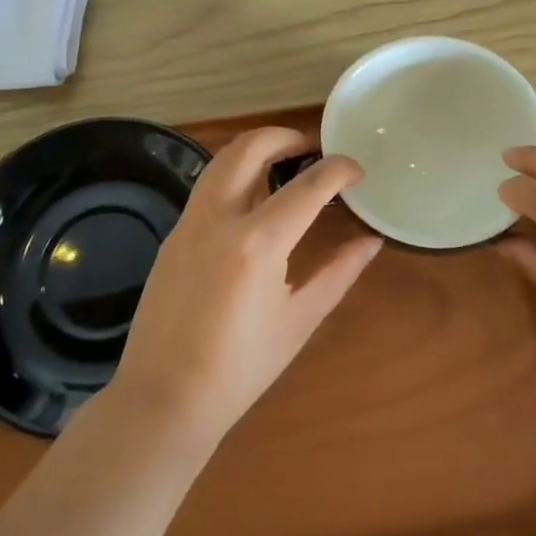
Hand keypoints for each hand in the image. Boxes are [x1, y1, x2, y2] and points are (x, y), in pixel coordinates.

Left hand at [112, 128, 382, 444]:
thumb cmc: (241, 369)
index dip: (339, 170)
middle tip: (314, 152)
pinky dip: (235, 174)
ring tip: (286, 166)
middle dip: (287, 137)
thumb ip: (338, 273)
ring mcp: (189, 221)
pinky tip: (254, 201)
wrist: (163, 398)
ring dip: (257, 149)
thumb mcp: (299, 321)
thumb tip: (371, 241)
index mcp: (257, 243)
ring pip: (223, 159)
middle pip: (251, 147)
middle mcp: (219, 217)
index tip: (357, 170)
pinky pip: (207, 185)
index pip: (308, 186)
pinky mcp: (173, 233)